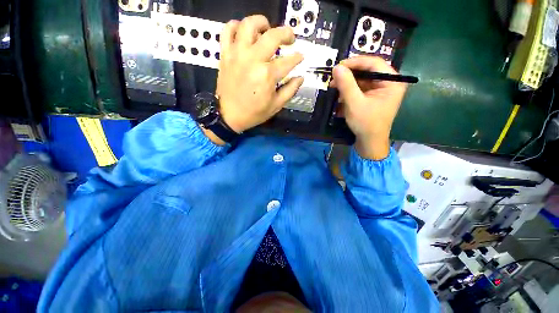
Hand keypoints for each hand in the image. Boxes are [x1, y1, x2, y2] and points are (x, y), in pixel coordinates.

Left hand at [216, 15, 303, 133]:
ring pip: (248, 25)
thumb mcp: (277, 105)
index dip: (297, 57)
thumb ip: (291, 88)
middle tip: (288, 39)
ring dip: (260, 22)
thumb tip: (301, 75)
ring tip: (265, 30)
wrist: (225, 116)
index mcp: (267, 74)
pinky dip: (235, 26)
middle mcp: (252, 59)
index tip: (299, 57)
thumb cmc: (252, 112)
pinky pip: (226, 31)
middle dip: (286, 33)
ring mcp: (236, 53)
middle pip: (273, 35)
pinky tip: (243, 31)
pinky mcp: (225, 53)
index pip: (290, 59)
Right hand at [331, 56, 407, 159]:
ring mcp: (384, 85)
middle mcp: (391, 81)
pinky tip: (340, 89)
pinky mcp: (377, 90)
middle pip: (369, 66)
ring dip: (349, 77)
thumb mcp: (355, 103)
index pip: (374, 62)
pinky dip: (351, 83)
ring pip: (364, 72)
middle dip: (351, 69)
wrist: (371, 143)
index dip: (356, 61)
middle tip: (335, 74)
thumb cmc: (367, 124)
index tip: (339, 67)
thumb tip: (336, 67)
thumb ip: (346, 83)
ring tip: (334, 83)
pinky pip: (363, 80)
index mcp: (393, 82)